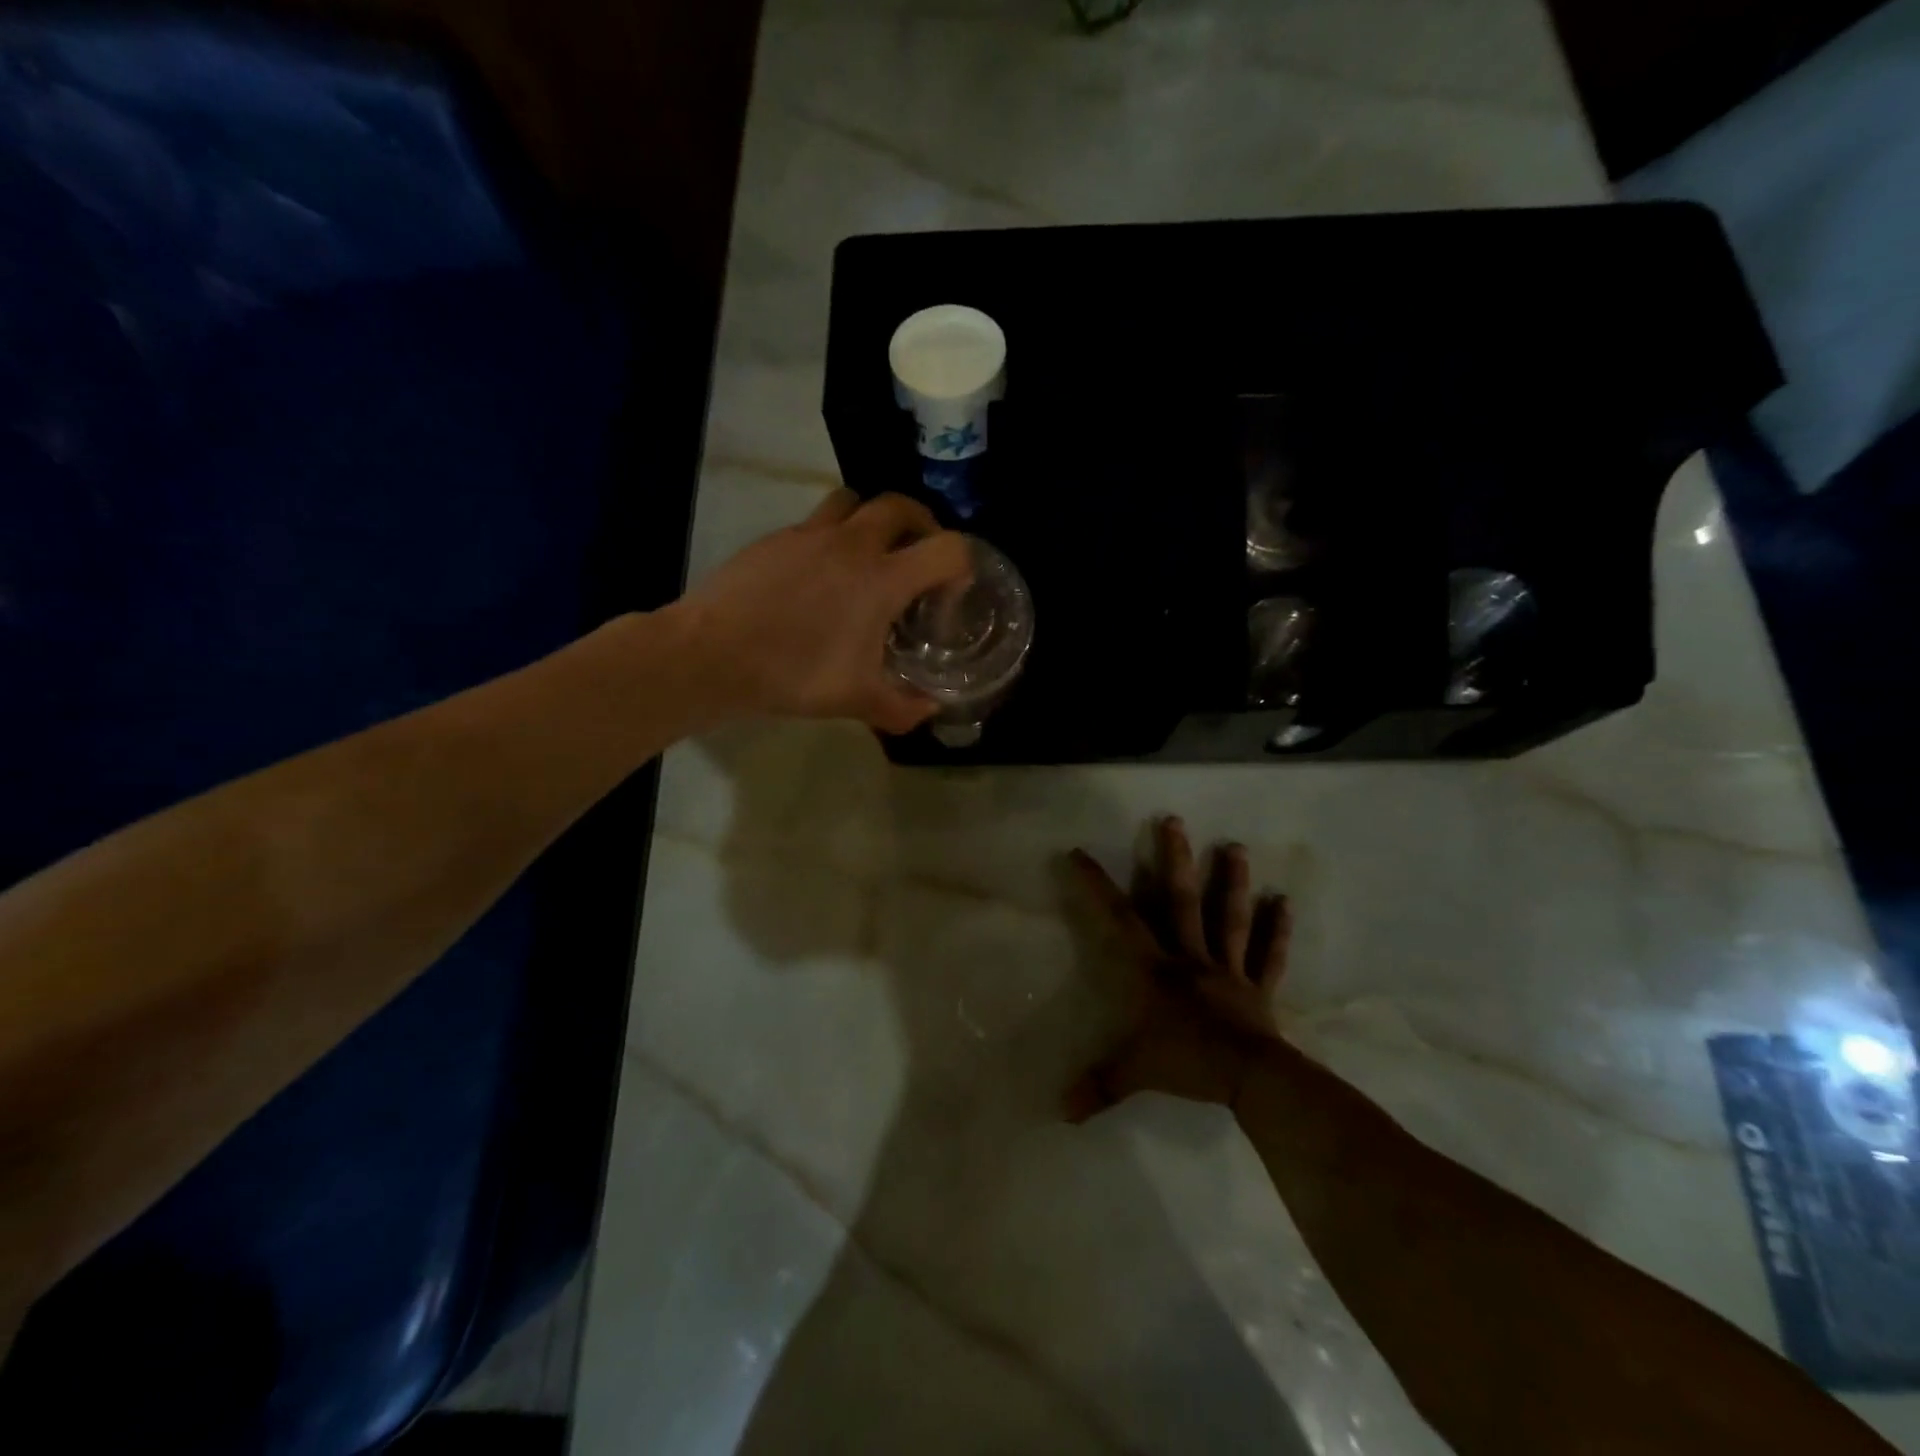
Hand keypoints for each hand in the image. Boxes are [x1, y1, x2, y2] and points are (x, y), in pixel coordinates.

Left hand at [675, 490, 971, 732]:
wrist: (713, 653)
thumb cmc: (794, 673)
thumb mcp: (856, 700)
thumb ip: (903, 708)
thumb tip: (929, 711)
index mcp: (882, 578)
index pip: (948, 548)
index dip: (962, 565)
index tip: (949, 592)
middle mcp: (852, 544)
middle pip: (902, 506)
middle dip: (921, 526)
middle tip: (917, 559)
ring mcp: (809, 534)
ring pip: (854, 501)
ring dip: (873, 520)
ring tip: (869, 556)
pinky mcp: (776, 538)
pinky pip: (816, 523)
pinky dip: (831, 537)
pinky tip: (818, 576)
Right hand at [1065, 816, 1292, 1120]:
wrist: (1250, 1078)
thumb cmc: (1188, 1064)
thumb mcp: (1135, 1073)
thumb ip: (1098, 1087)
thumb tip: (1060, 1112)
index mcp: (1156, 970)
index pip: (1120, 920)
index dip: (1097, 885)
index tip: (1080, 853)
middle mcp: (1191, 959)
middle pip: (1182, 901)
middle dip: (1176, 860)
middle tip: (1175, 820)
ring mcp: (1229, 970)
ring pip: (1229, 917)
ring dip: (1232, 882)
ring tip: (1236, 846)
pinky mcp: (1258, 988)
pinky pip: (1268, 956)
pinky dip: (1277, 930)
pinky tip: (1284, 903)